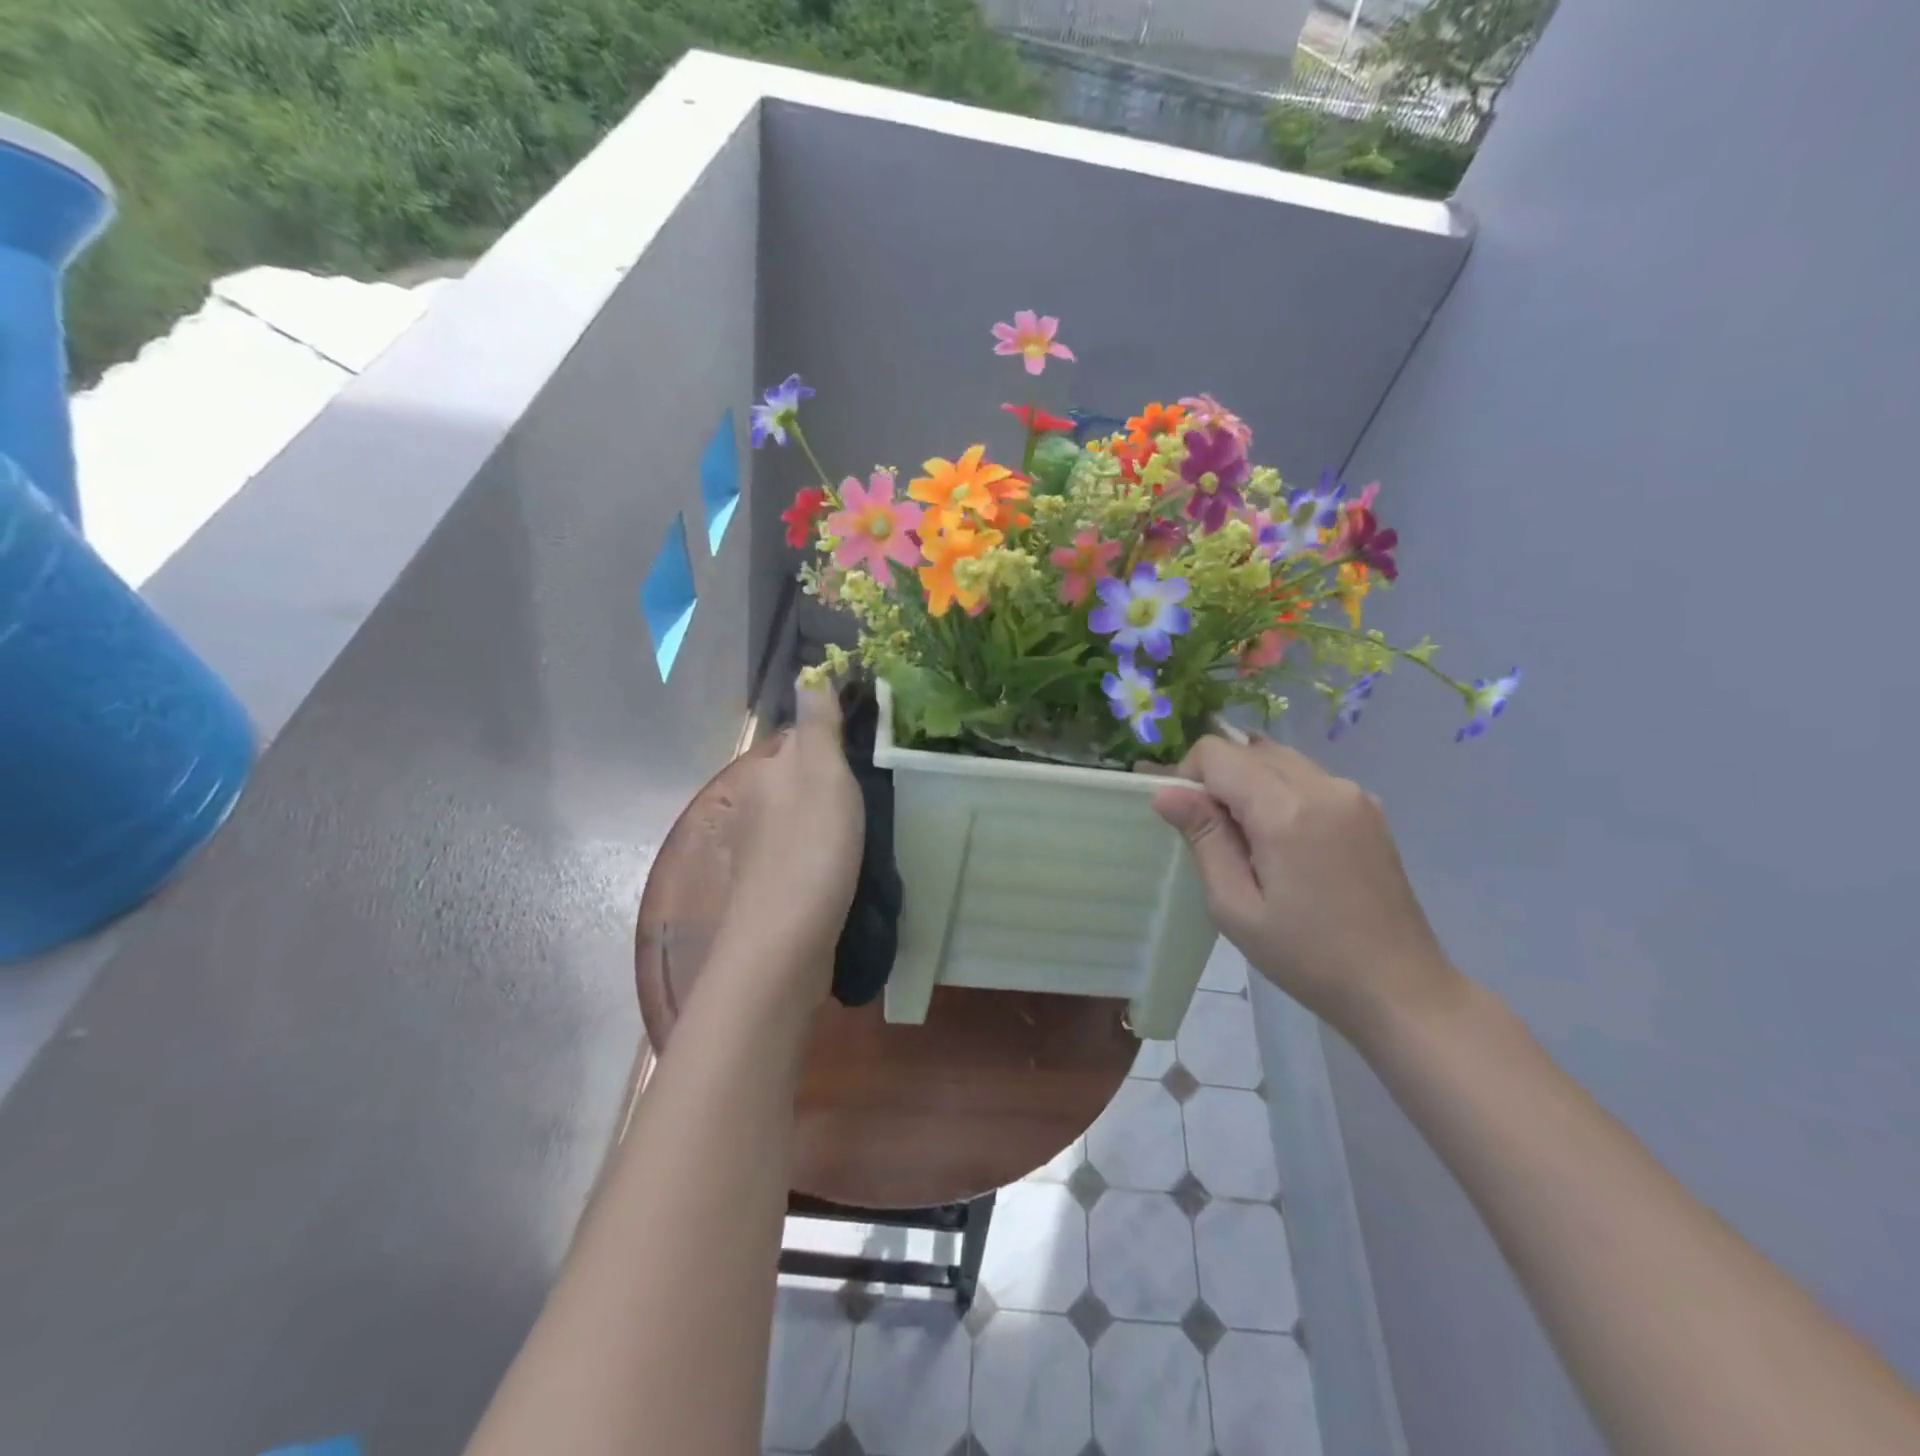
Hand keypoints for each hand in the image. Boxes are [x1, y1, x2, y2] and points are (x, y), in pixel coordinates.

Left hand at [721, 681, 864, 1003]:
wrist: (785, 942)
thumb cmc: (811, 847)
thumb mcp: (822, 773)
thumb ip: (818, 724)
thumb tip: (807, 671)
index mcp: (768, 771)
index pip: (801, 736)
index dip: (835, 733)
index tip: (876, 740)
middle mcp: (757, 804)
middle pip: (802, 777)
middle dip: (835, 776)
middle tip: (885, 781)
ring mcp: (763, 848)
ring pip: (804, 815)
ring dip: (832, 814)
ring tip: (876, 820)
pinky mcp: (775, 884)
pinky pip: (806, 850)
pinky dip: (828, 848)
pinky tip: (852, 860)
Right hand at [1152, 735, 1461, 1045]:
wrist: (1399, 987)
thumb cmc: (1306, 956)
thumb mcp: (1236, 906)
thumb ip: (1203, 838)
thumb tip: (1164, 792)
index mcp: (1286, 809)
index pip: (1216, 752)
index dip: (1189, 778)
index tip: (1192, 824)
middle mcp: (1323, 785)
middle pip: (1248, 749)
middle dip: (1219, 780)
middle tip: (1220, 838)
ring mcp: (1352, 793)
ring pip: (1278, 758)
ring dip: (1251, 783)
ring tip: (1254, 842)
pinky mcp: (1368, 807)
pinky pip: (1308, 776)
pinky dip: (1282, 792)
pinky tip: (1288, 843)